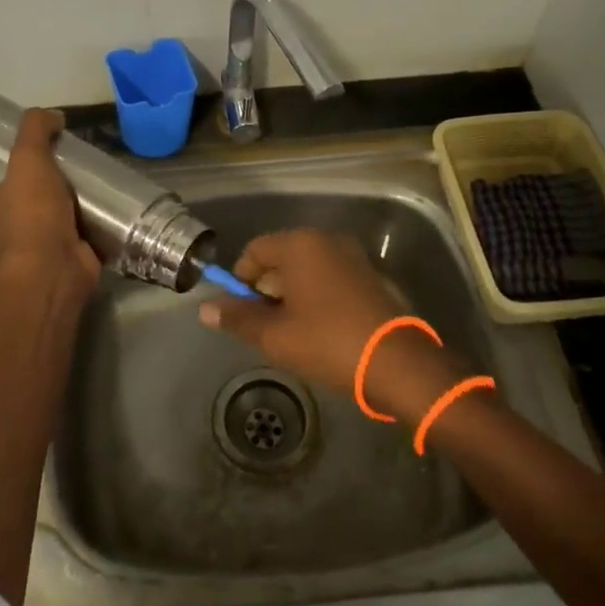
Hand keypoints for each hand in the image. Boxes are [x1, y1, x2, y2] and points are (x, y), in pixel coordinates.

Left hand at [0, 110, 99, 291]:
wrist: (55, 268)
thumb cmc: (31, 215)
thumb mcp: (28, 159)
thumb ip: (35, 130)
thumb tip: (52, 115)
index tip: (9, 165)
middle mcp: (2, 232)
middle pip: (10, 209)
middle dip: (30, 195)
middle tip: (59, 171)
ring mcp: (32, 251)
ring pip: (43, 225)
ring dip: (60, 212)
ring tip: (87, 186)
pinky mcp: (61, 260)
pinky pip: (73, 240)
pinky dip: (85, 229)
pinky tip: (104, 210)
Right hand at [198, 229, 462, 421]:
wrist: (398, 364)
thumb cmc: (329, 343)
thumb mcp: (276, 336)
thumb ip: (238, 319)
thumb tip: (205, 309)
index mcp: (300, 245)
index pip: (255, 250)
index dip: (241, 280)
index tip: (242, 313)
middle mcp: (327, 241)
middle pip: (281, 258)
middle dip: (267, 290)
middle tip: (266, 328)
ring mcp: (353, 257)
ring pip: (307, 270)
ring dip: (292, 296)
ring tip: (292, 334)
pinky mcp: (371, 276)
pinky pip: (330, 278)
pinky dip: (317, 297)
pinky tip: (320, 331)